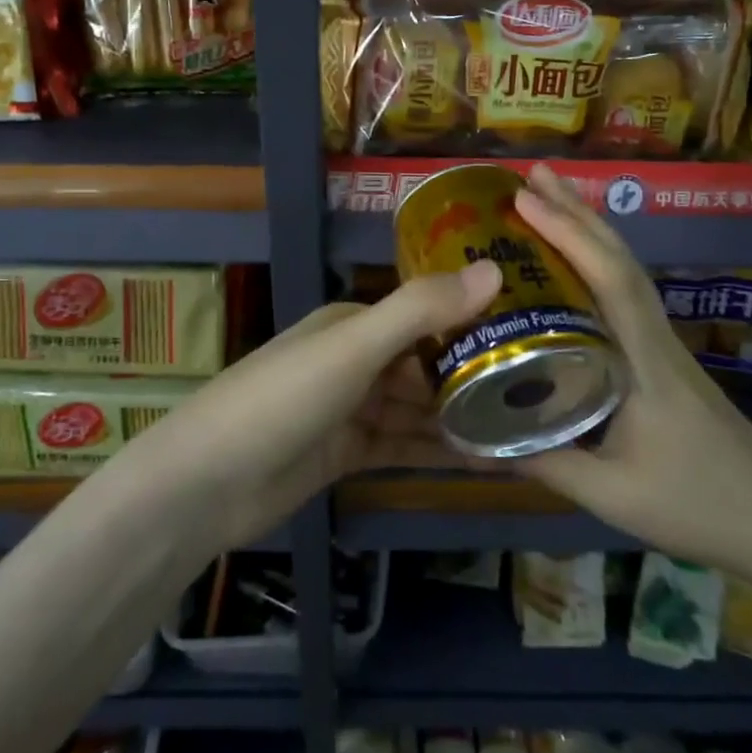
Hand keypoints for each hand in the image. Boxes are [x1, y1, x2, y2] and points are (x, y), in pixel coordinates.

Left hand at [119, 260, 503, 549]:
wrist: (206, 483)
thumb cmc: (282, 399)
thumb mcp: (353, 348)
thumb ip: (420, 309)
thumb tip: (493, 269)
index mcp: (355, 324)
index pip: (427, 315)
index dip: (476, 324)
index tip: (535, 337)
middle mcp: (356, 360)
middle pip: (426, 364)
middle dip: (476, 376)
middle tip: (545, 393)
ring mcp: (350, 409)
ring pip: (419, 409)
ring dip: (463, 418)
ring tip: (527, 431)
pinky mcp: (346, 454)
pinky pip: (404, 446)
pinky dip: (439, 451)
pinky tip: (487, 463)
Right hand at [511, 164, 751, 578]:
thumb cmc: (697, 505)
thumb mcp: (612, 494)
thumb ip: (545, 462)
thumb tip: (476, 439)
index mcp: (644, 359)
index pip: (609, 280)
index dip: (569, 234)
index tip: (525, 199)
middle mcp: (655, 337)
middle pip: (620, 259)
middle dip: (577, 211)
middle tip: (534, 174)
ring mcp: (664, 344)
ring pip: (627, 270)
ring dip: (590, 229)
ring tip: (551, 197)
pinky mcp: (665, 357)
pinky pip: (627, 293)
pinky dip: (599, 260)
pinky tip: (578, 263)